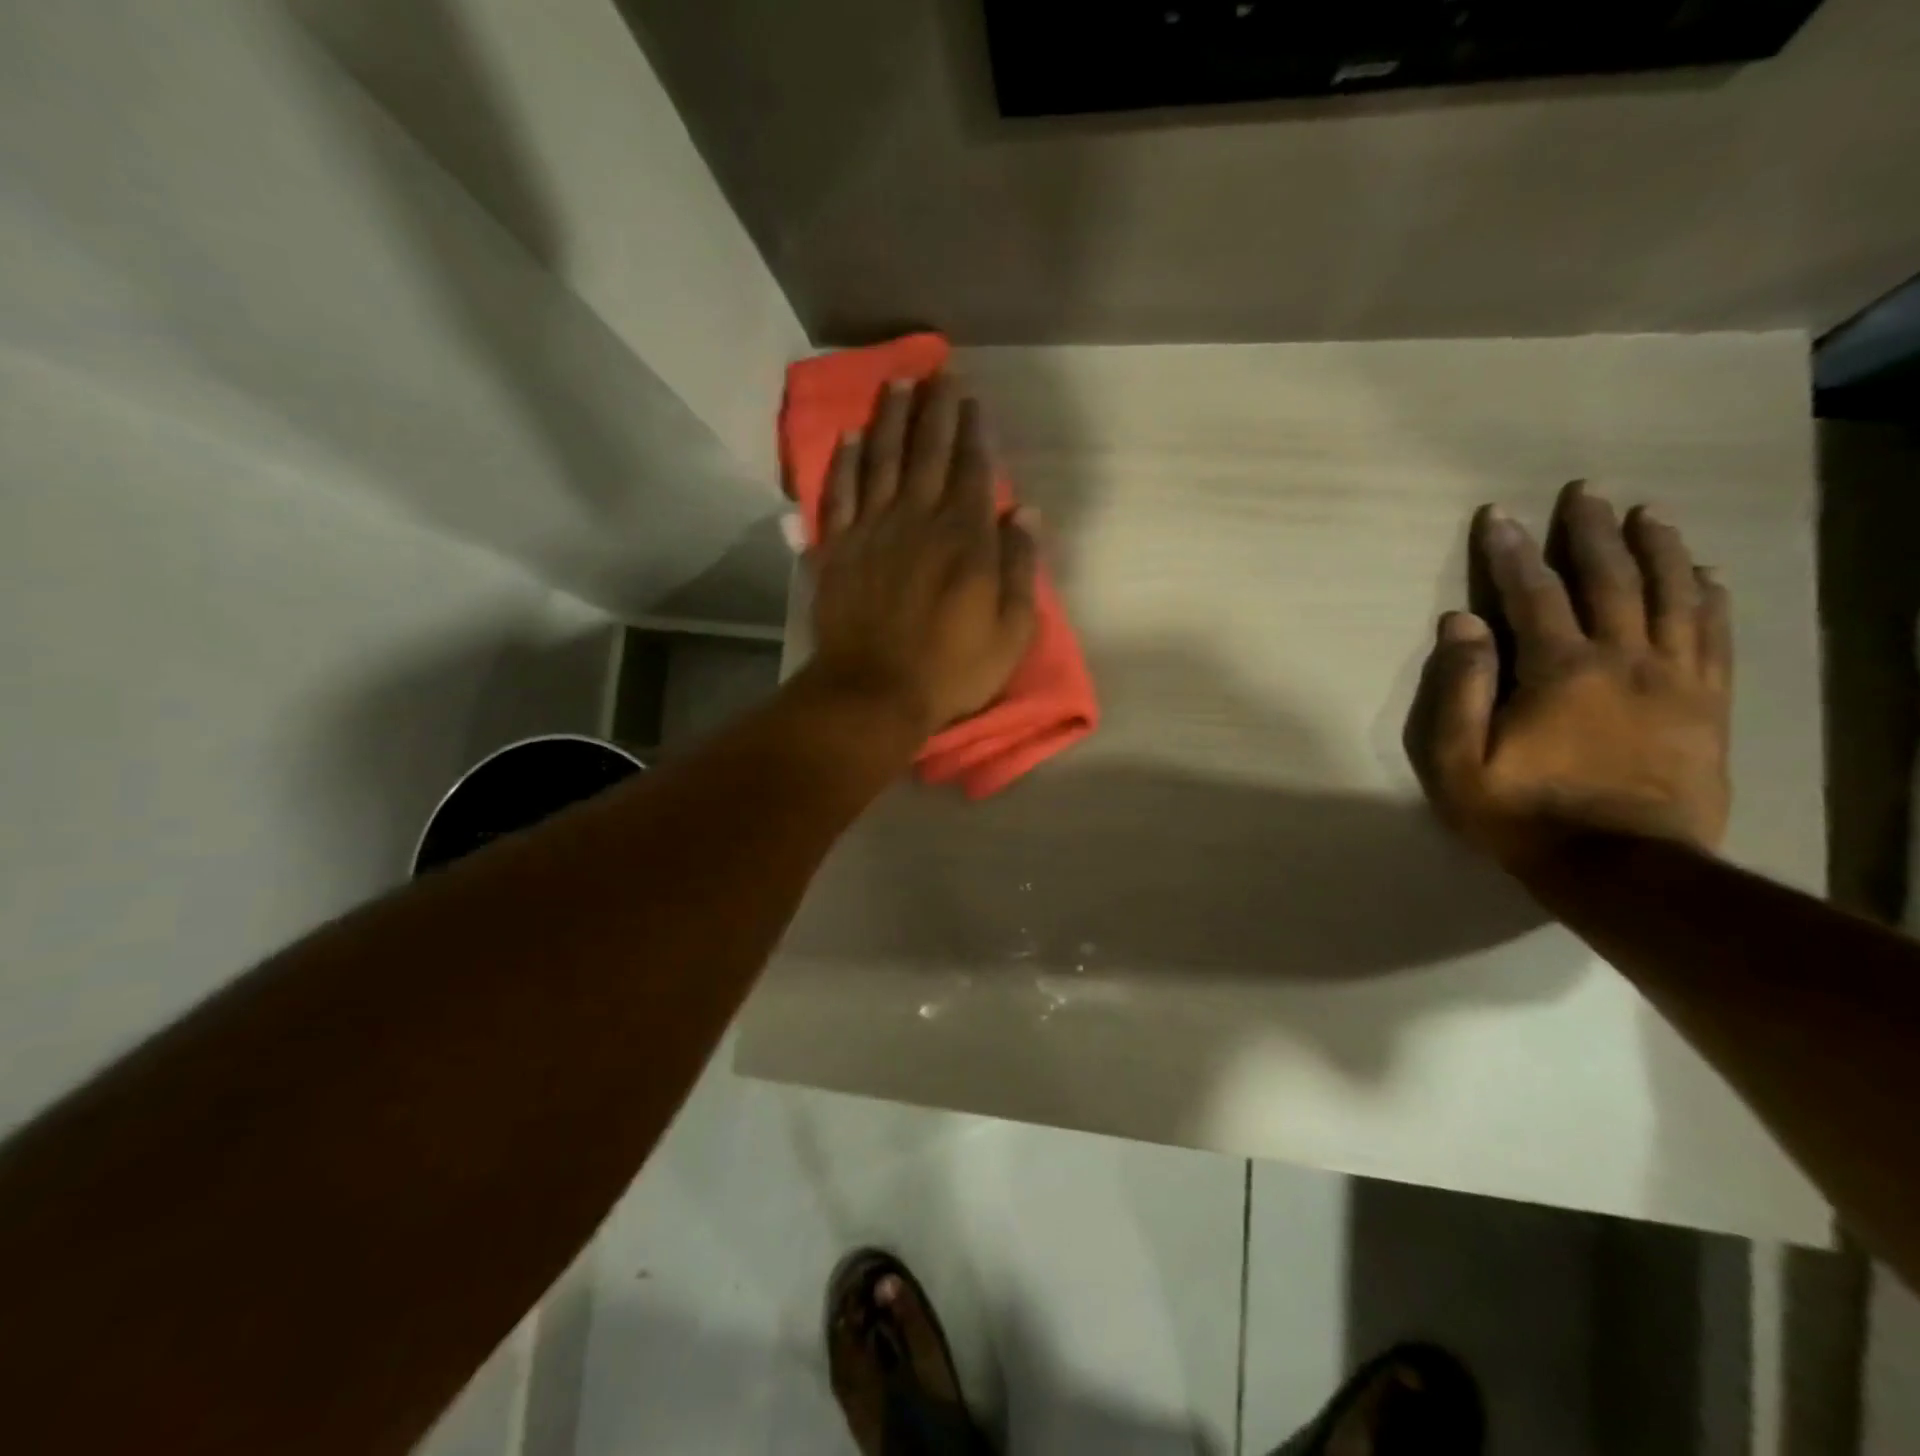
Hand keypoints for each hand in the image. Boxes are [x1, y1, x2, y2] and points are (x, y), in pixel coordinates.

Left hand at [808, 375, 1038, 734]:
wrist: (873, 692)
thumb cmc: (951, 669)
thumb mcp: (1010, 632)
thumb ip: (1020, 570)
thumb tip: (1027, 514)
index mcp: (965, 538)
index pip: (974, 470)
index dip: (975, 431)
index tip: (973, 397)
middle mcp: (918, 519)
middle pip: (929, 452)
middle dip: (937, 408)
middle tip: (939, 370)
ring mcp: (872, 530)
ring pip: (882, 460)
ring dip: (891, 419)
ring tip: (897, 384)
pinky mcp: (837, 548)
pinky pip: (839, 493)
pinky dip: (845, 463)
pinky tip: (850, 438)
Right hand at [1406, 480, 1732, 875]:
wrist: (1622, 867)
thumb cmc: (1523, 814)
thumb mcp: (1459, 761)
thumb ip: (1459, 688)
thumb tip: (1459, 623)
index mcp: (1560, 671)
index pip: (1532, 595)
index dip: (1512, 552)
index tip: (1499, 515)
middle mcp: (1624, 659)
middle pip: (1612, 580)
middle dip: (1592, 533)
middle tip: (1586, 492)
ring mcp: (1675, 680)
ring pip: (1674, 596)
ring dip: (1660, 550)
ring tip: (1649, 515)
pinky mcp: (1707, 705)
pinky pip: (1715, 636)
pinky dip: (1710, 598)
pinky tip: (1708, 575)